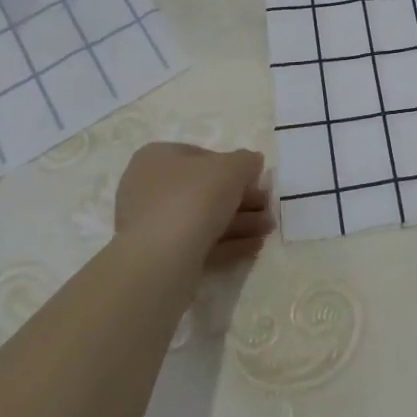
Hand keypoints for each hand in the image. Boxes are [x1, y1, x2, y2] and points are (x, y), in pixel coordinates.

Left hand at [115, 142, 273, 267]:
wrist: (161, 260)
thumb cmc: (194, 198)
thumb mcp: (232, 168)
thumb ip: (247, 161)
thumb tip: (252, 163)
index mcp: (157, 158)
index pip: (201, 156)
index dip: (233, 167)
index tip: (256, 180)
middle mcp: (149, 188)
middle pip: (205, 190)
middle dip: (241, 199)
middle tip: (267, 209)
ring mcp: (151, 226)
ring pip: (203, 219)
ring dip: (239, 222)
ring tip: (267, 230)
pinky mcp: (159, 258)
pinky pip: (197, 244)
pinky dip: (227, 244)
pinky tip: (254, 247)